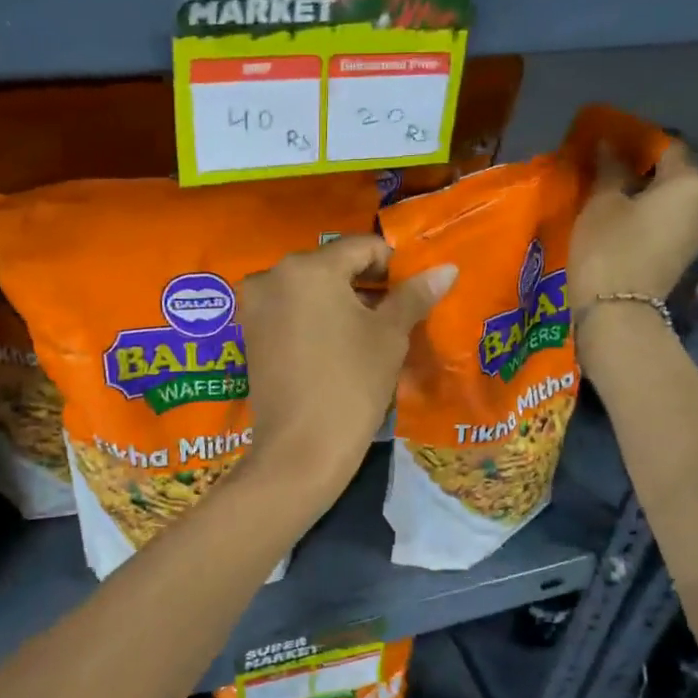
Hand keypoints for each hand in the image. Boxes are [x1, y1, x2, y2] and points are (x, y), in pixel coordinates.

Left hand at [238, 235, 456, 502]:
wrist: (300, 450)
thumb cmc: (351, 385)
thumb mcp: (389, 336)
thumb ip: (414, 295)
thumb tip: (447, 268)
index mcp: (307, 267)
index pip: (361, 247)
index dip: (394, 265)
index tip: (413, 291)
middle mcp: (272, 275)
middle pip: (331, 266)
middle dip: (365, 284)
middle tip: (395, 313)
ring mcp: (256, 306)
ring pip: (310, 289)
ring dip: (340, 302)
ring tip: (368, 333)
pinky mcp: (250, 334)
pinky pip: (290, 311)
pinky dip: (315, 318)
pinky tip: (337, 346)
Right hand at [569, 142, 697, 318]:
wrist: (618, 312)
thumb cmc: (609, 247)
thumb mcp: (602, 202)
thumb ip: (609, 169)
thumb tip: (609, 145)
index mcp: (692, 183)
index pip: (667, 147)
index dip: (637, 141)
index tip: (610, 141)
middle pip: (674, 175)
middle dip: (644, 169)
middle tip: (609, 167)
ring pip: (671, 201)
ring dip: (646, 194)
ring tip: (612, 193)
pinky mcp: (684, 256)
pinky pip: (668, 223)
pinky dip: (649, 215)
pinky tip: (622, 218)